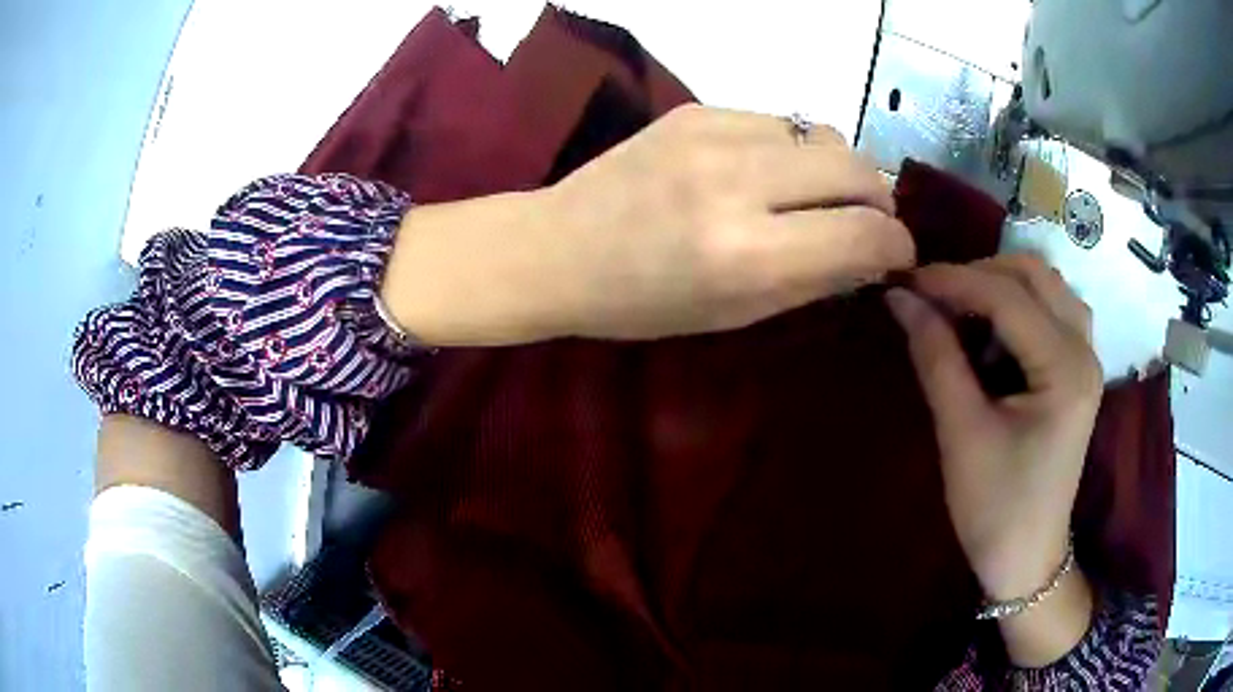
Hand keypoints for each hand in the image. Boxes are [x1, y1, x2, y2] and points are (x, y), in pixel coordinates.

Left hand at [381, 105, 913, 344]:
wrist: (558, 248)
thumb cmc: (643, 303)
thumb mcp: (736, 314)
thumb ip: (816, 279)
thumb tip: (875, 253)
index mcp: (746, 254)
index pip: (864, 233)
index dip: (896, 245)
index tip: (896, 254)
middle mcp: (737, 183)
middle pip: (857, 166)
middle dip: (879, 199)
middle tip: (868, 222)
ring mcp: (713, 133)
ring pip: (825, 132)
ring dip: (840, 167)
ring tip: (821, 195)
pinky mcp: (696, 109)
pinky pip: (781, 121)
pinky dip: (796, 149)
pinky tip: (772, 171)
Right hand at [885, 255, 1099, 664]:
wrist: (1027, 557)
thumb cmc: (995, 507)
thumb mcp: (961, 434)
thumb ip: (936, 357)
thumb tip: (901, 299)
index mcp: (1065, 369)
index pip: (1007, 296)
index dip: (953, 280)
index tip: (904, 279)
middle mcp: (1085, 350)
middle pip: (1035, 275)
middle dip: (980, 274)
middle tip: (934, 297)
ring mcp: (1085, 358)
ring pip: (1046, 287)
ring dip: (1001, 286)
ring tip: (961, 312)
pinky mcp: (1077, 371)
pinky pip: (1050, 311)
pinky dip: (1016, 308)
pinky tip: (991, 336)